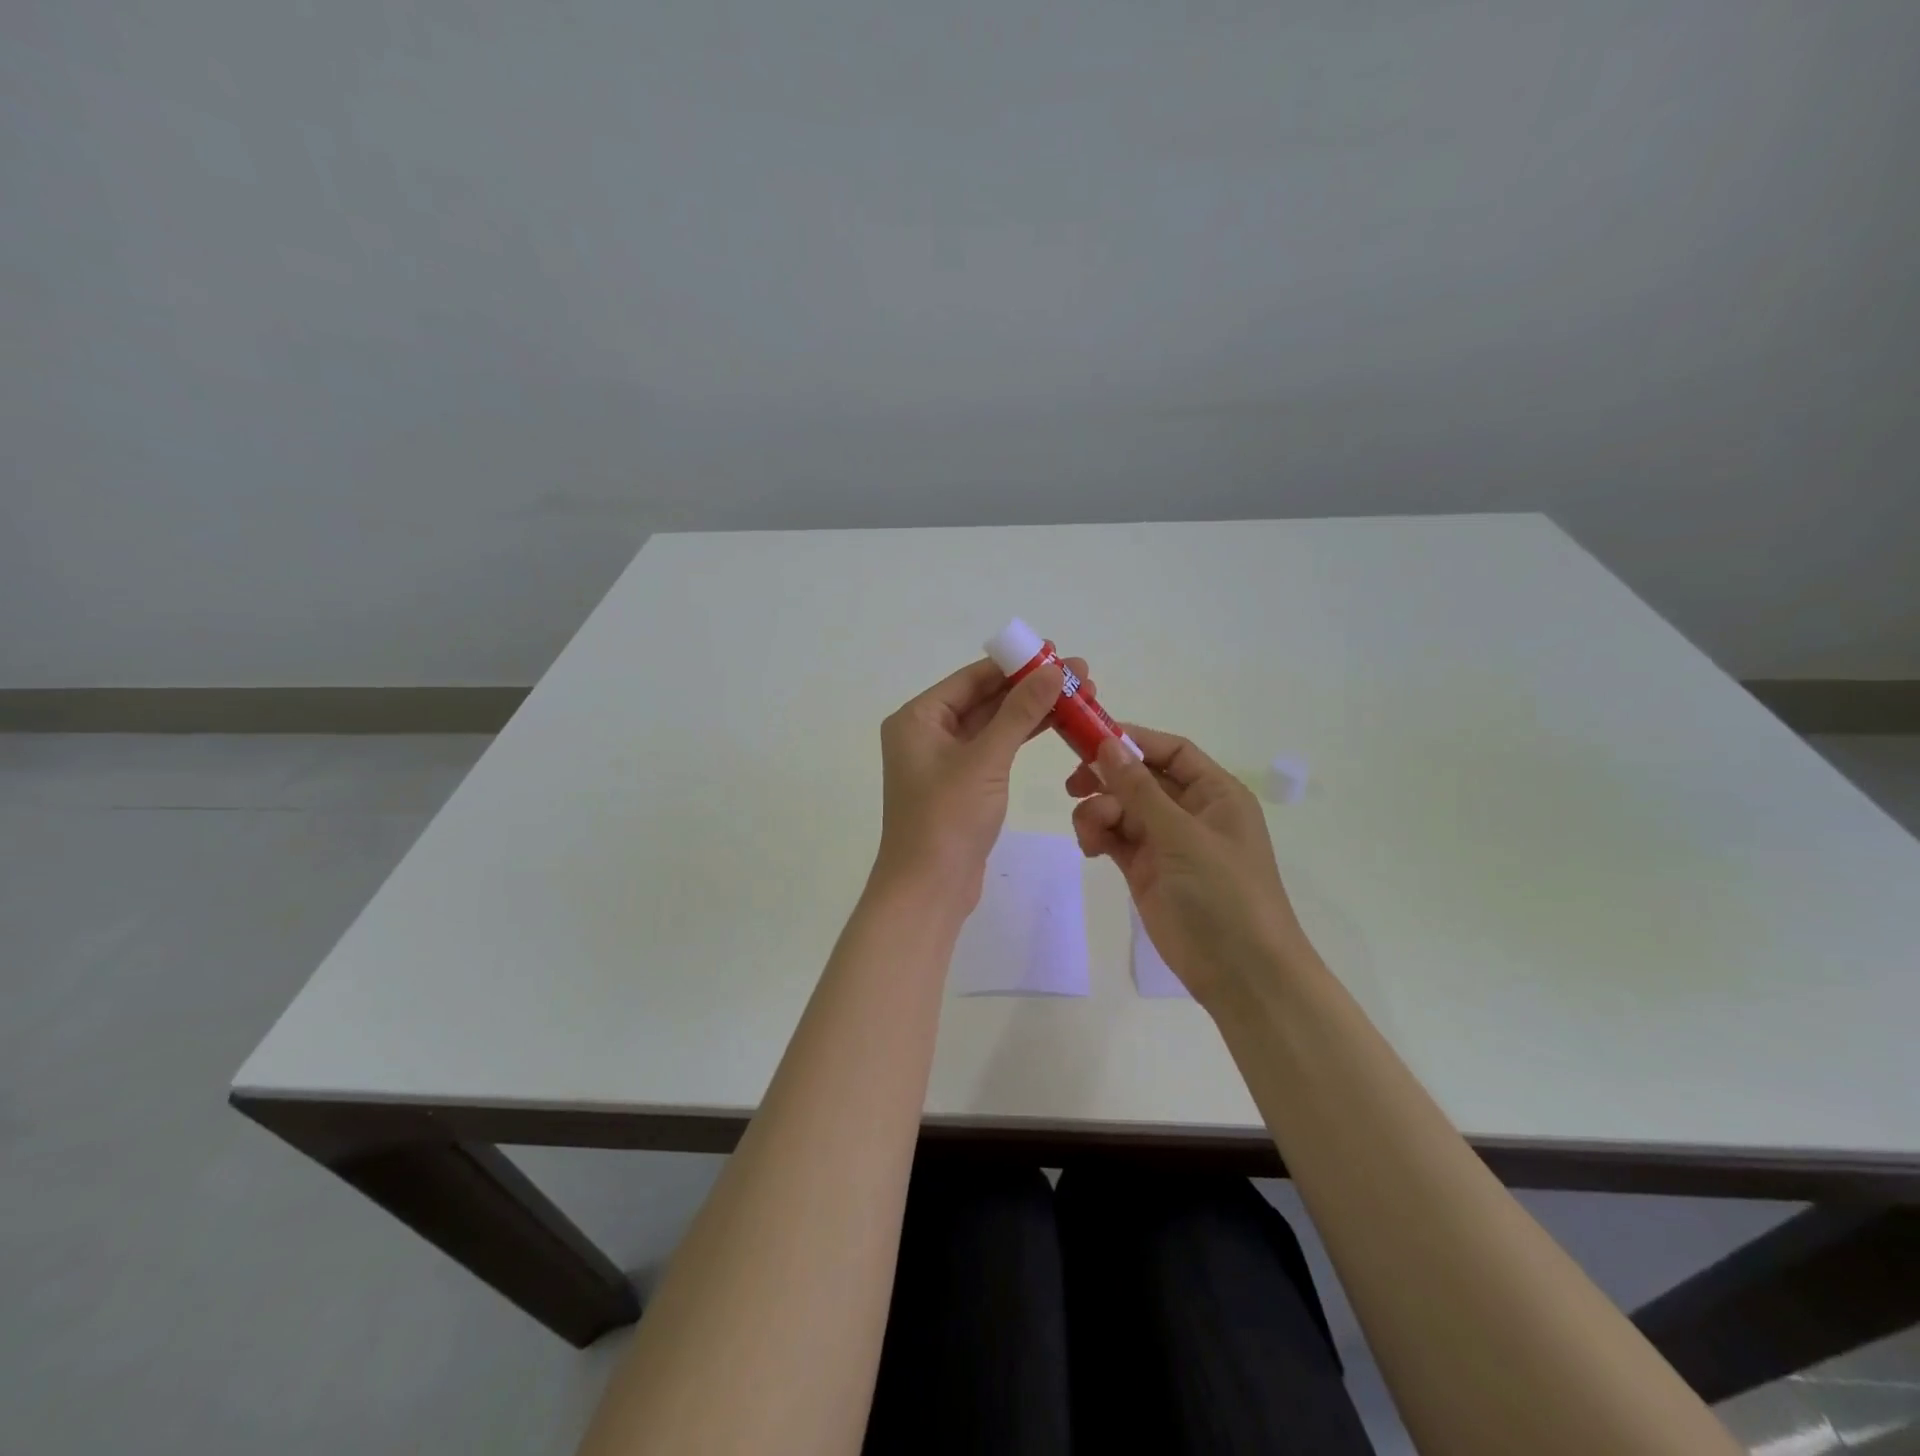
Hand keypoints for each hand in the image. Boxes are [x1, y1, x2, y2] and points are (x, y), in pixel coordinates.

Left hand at [873, 656, 1087, 912]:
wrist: (928, 890)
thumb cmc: (948, 818)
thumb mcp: (986, 759)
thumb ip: (1020, 712)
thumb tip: (1054, 670)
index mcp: (917, 718)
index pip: (972, 678)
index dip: (1016, 664)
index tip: (1057, 652)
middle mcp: (926, 733)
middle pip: (984, 699)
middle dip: (1030, 687)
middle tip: (1080, 676)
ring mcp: (944, 761)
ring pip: (993, 725)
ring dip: (1031, 711)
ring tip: (1079, 697)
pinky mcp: (961, 785)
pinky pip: (994, 749)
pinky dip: (1021, 738)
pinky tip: (1055, 725)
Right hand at [1067, 727, 1314, 1007]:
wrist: (1241, 973)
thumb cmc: (1224, 894)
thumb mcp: (1182, 836)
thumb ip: (1140, 790)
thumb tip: (1107, 744)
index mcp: (1215, 793)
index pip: (1170, 751)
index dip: (1132, 740)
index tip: (1089, 739)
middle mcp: (1191, 811)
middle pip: (1140, 778)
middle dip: (1107, 779)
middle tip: (1073, 785)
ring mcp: (1167, 842)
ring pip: (1121, 808)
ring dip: (1099, 812)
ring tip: (1090, 834)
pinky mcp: (1147, 870)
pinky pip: (1115, 838)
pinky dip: (1098, 836)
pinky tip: (1090, 849)